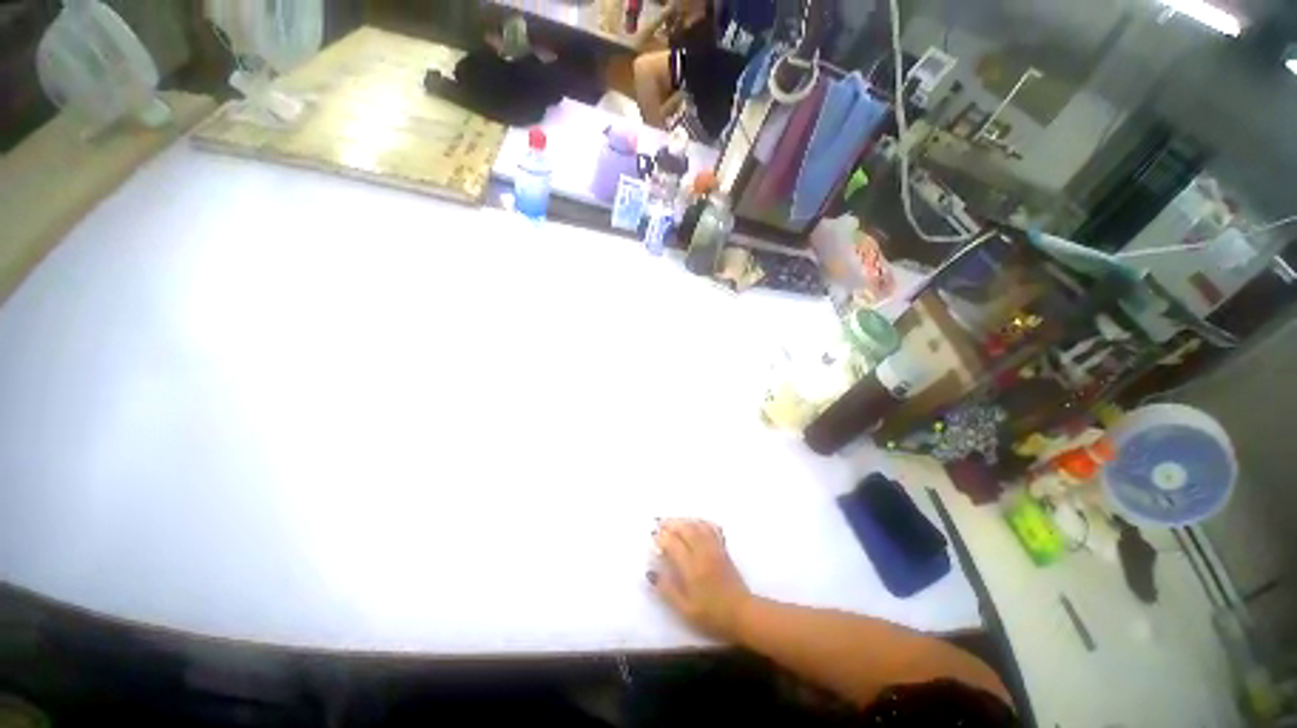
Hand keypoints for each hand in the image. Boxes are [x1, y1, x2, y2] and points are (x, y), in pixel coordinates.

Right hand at [650, 519, 751, 641]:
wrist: (742, 613)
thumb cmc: (712, 614)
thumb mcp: (686, 609)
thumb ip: (668, 590)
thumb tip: (651, 573)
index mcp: (692, 568)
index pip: (673, 544)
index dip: (662, 538)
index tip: (653, 536)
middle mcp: (703, 553)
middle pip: (685, 529)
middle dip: (671, 524)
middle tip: (660, 523)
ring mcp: (714, 549)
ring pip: (698, 526)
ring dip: (684, 521)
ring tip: (674, 522)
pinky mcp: (723, 549)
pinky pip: (711, 528)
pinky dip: (701, 522)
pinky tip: (696, 523)